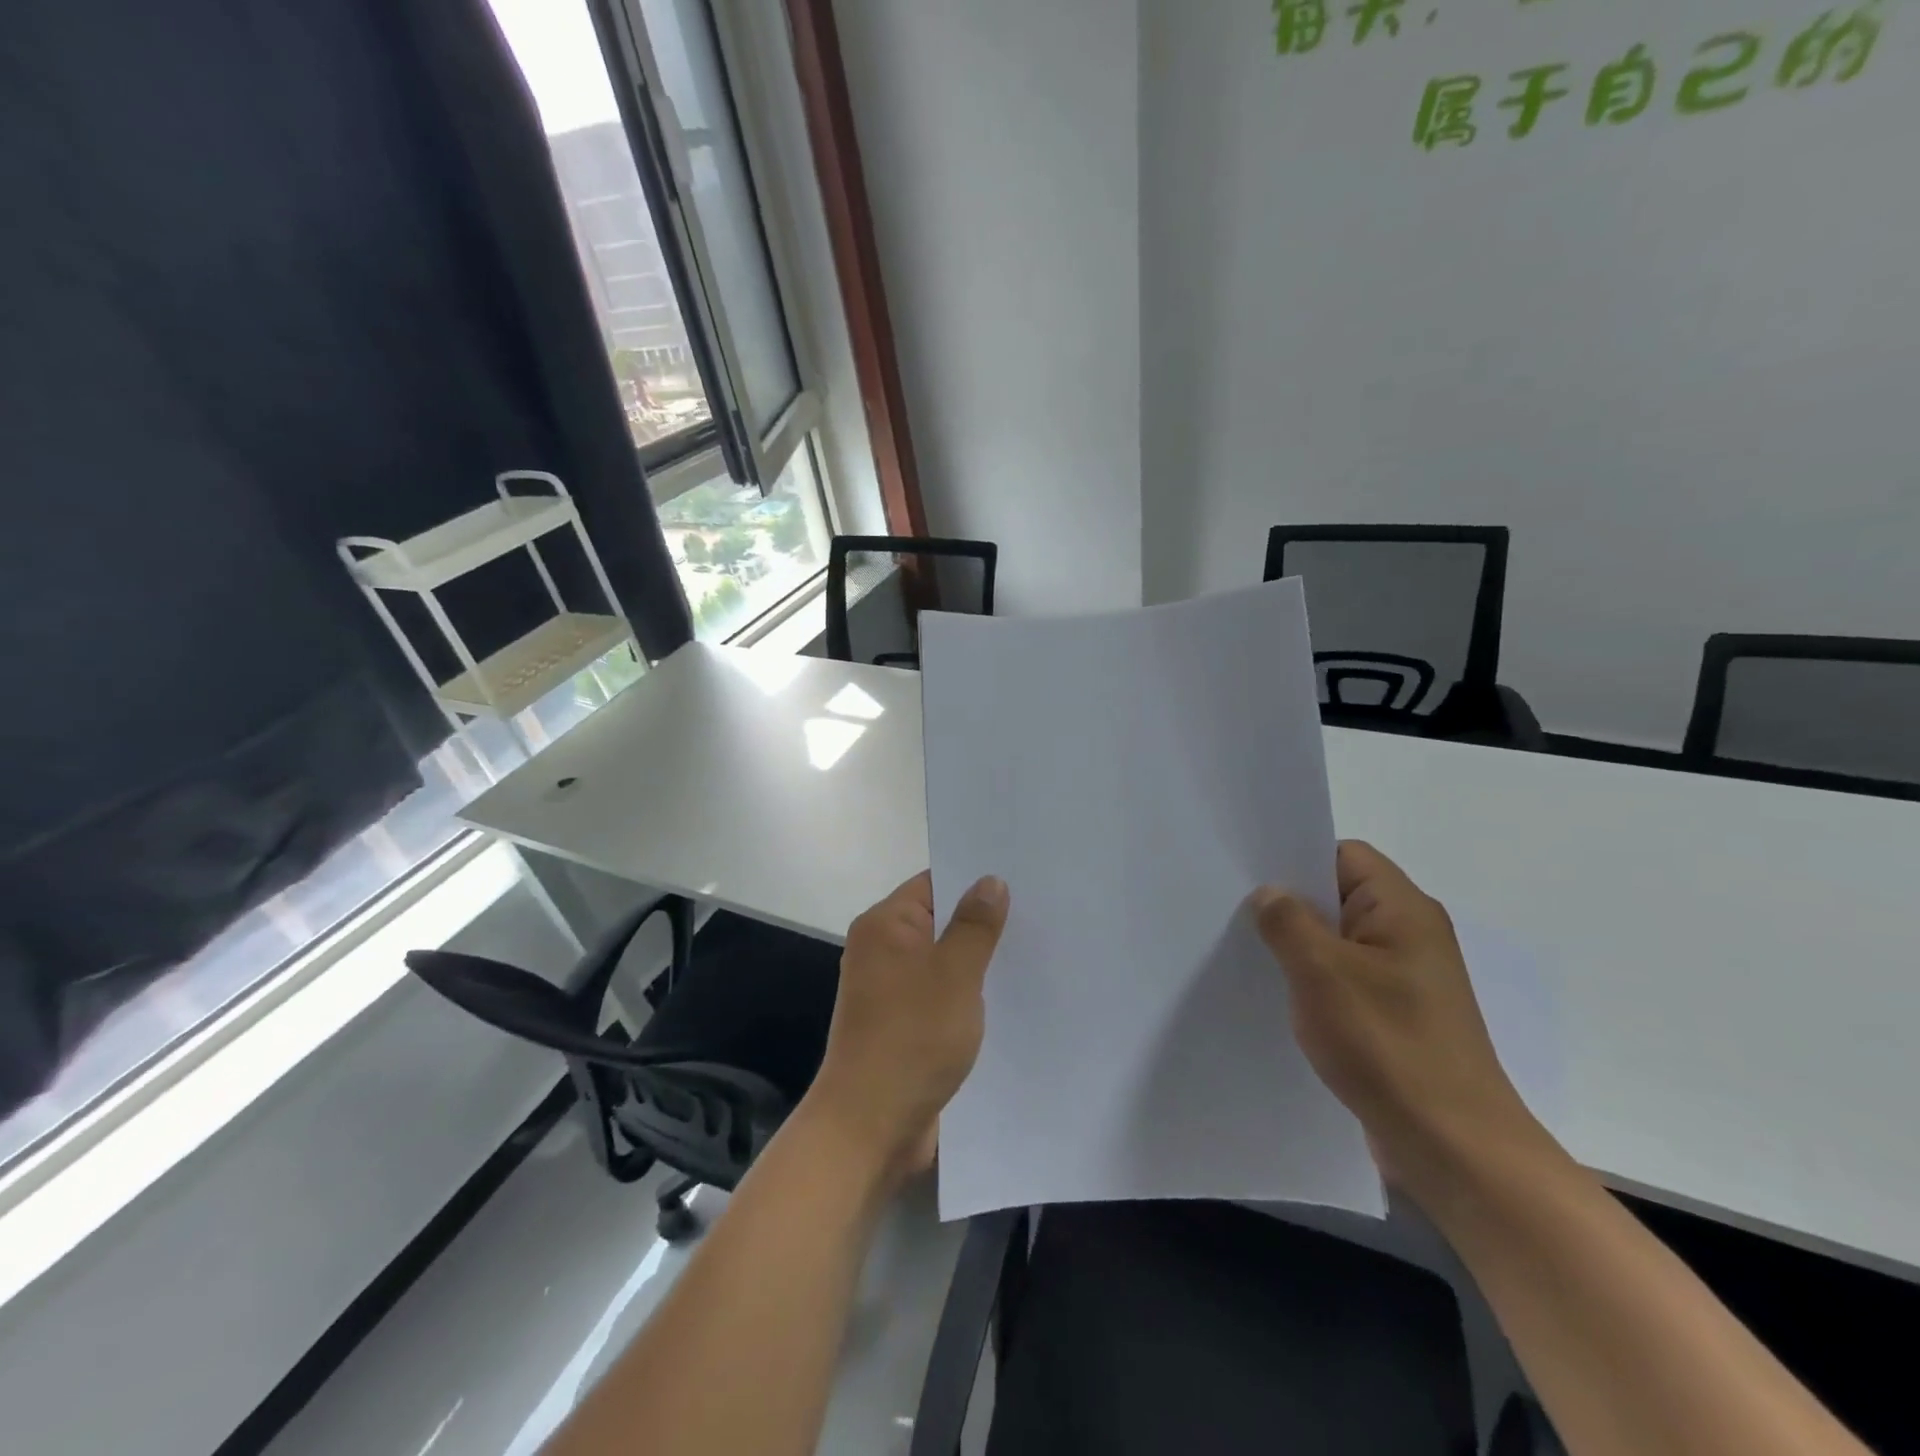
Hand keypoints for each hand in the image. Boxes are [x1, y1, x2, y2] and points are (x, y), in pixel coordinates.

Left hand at [803, 872, 1010, 1186]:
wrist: (870, 1126)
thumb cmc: (912, 1037)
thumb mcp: (955, 974)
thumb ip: (975, 925)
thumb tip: (990, 880)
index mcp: (885, 926)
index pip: (933, 883)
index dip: (973, 878)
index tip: (1020, 876)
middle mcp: (882, 950)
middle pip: (939, 921)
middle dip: (982, 921)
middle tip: (1038, 913)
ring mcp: (890, 990)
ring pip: (942, 960)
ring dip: (977, 961)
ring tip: (1033, 951)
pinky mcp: (901, 1024)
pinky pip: (939, 994)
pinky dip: (966, 993)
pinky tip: (1007, 998)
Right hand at [1250, 841, 1549, 1206]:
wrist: (1454, 1149)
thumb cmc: (1388, 1045)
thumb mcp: (1322, 973)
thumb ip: (1287, 922)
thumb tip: (1269, 893)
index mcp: (1403, 910)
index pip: (1344, 855)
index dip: (1297, 857)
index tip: (1248, 873)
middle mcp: (1409, 934)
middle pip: (1338, 895)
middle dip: (1289, 903)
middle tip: (1234, 912)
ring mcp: (1405, 977)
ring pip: (1338, 940)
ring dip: (1299, 946)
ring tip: (1249, 953)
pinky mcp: (1396, 1014)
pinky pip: (1345, 977)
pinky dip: (1314, 980)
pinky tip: (1281, 996)